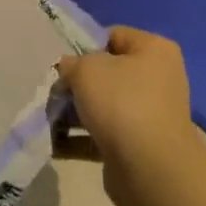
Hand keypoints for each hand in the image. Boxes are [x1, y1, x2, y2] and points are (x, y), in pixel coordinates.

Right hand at [58, 27, 197, 205]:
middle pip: (106, 74)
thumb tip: (69, 70)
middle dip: (76, 84)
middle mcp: (157, 79)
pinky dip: (79, 139)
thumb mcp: (86, 69)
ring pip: (103, 106)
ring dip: (73, 113)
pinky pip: (103, 135)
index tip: (64, 63)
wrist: (150, 168)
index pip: (114, 36)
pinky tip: (54, 144)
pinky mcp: (138, 146)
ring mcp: (149, 115)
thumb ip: (71, 63)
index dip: (85, 46)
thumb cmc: (121, 103)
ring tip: (48, 120)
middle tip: (53, 93)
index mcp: (154, 50)